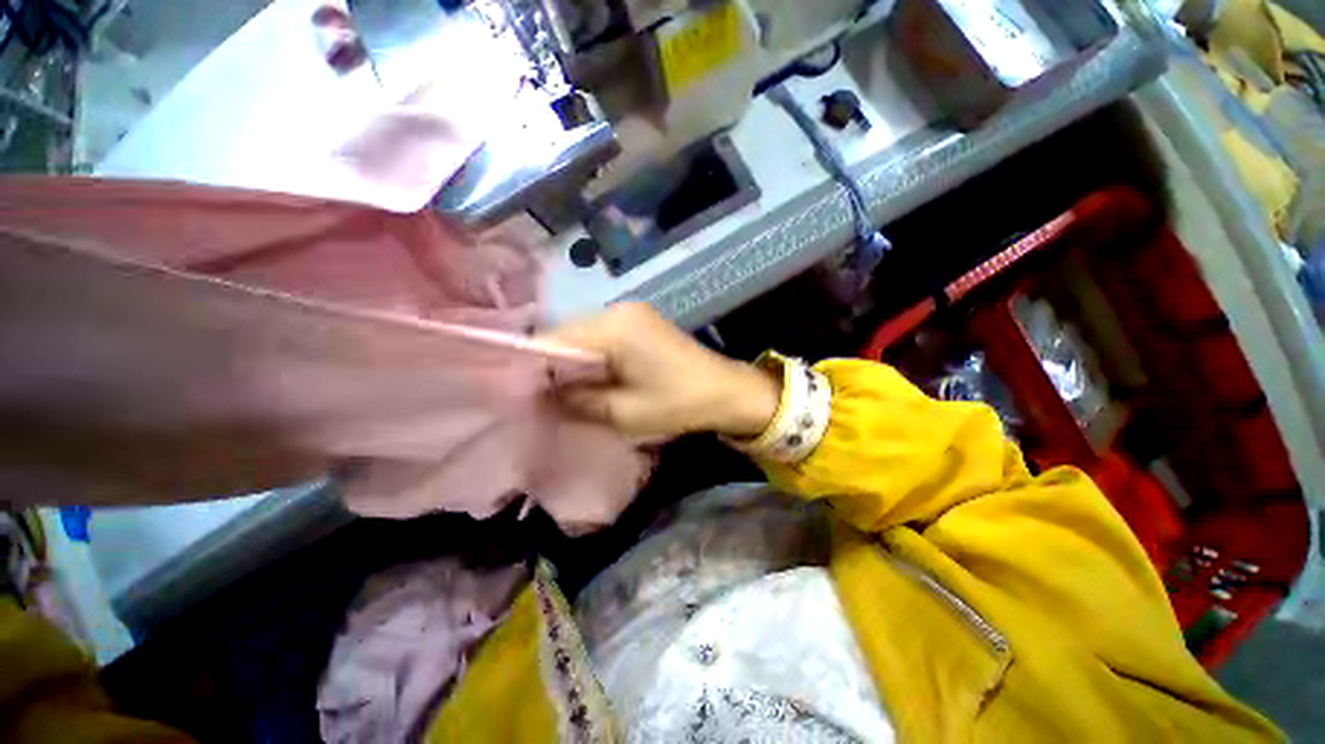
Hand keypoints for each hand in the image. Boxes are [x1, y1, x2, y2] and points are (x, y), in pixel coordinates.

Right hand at [541, 303, 779, 439]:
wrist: (726, 390)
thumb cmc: (678, 404)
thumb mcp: (623, 413)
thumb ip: (576, 401)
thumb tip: (541, 395)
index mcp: (613, 327)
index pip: (554, 339)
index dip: (533, 366)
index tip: (522, 393)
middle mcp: (618, 310)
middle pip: (567, 333)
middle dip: (553, 364)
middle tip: (544, 396)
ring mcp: (631, 312)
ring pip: (583, 334)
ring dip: (572, 360)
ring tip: (567, 389)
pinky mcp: (639, 321)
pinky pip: (601, 335)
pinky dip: (591, 355)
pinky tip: (592, 376)